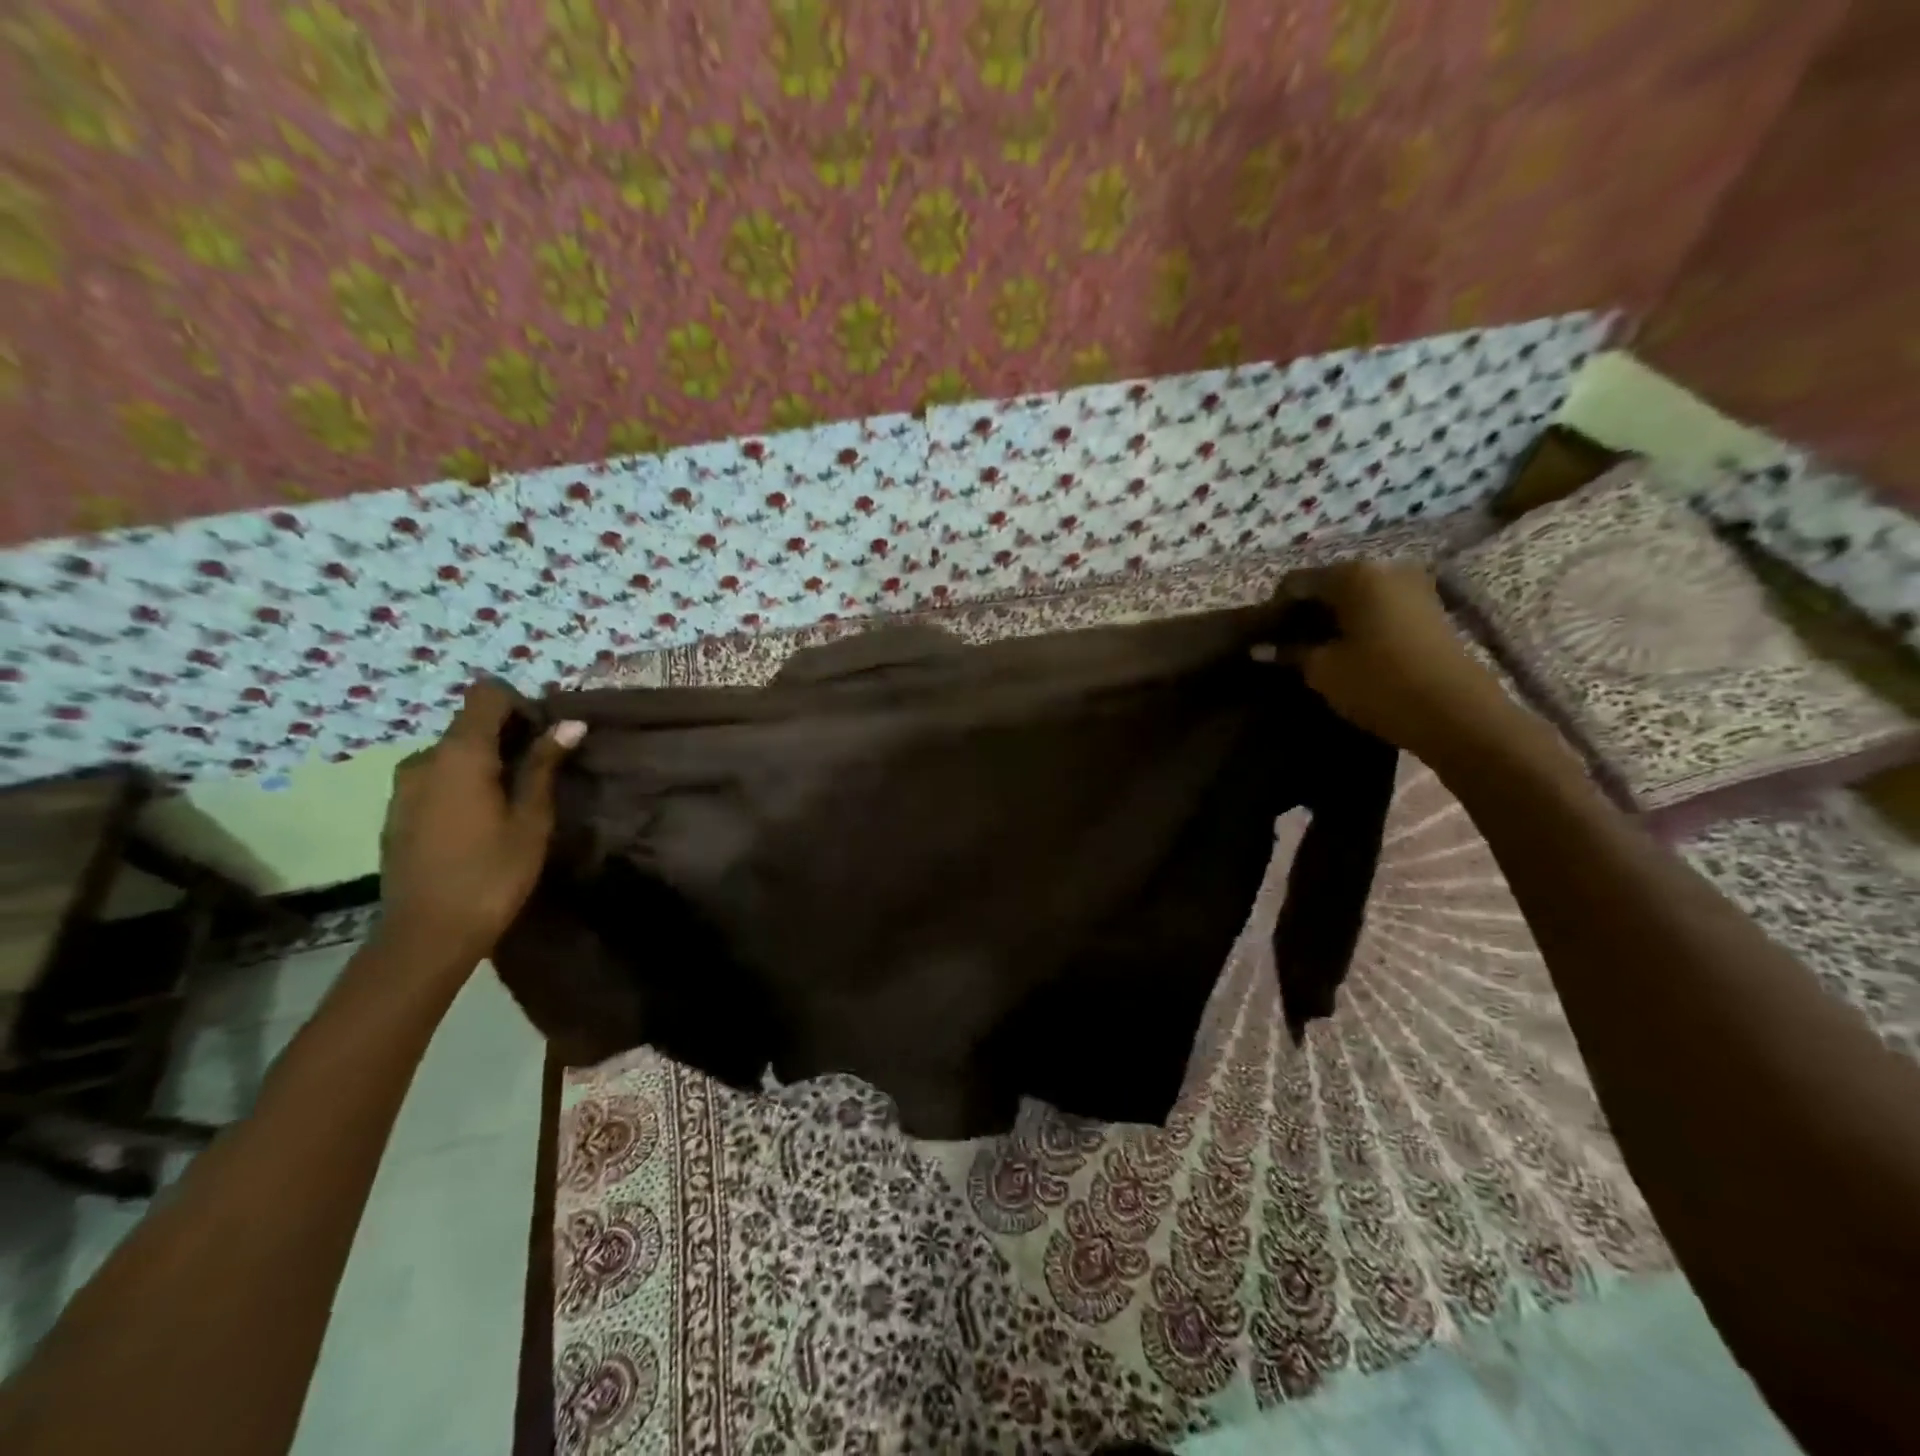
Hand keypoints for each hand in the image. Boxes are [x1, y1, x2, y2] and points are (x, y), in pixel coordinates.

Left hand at [375, 679, 585, 972]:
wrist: (427, 935)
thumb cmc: (492, 873)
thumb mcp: (531, 818)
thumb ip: (544, 765)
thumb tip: (570, 723)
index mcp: (459, 754)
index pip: (486, 695)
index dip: (521, 705)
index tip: (545, 739)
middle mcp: (423, 760)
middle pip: (470, 725)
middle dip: (509, 738)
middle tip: (540, 776)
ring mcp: (403, 787)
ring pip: (454, 755)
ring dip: (486, 765)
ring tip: (513, 804)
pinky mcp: (397, 813)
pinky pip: (437, 780)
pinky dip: (463, 785)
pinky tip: (482, 824)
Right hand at [1257, 560, 1512, 757]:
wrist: (1456, 713)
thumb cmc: (1379, 683)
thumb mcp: (1323, 670)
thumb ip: (1289, 653)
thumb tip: (1258, 649)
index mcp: (1353, 575)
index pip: (1296, 582)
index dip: (1274, 609)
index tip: (1264, 638)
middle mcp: (1384, 568)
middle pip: (1329, 584)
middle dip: (1305, 612)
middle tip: (1287, 645)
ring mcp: (1412, 586)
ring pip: (1355, 596)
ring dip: (1332, 619)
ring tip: (1316, 650)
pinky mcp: (1429, 608)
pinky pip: (1379, 607)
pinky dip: (1358, 623)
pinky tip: (1348, 650)